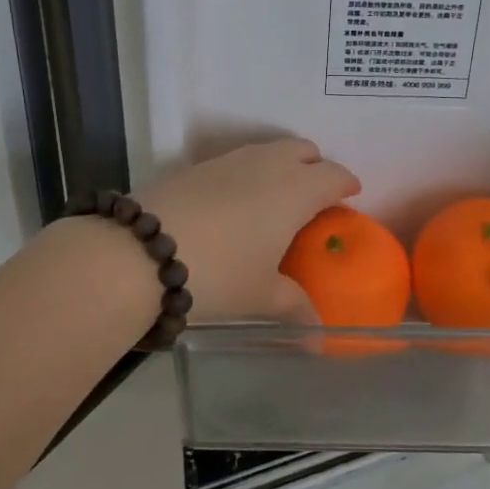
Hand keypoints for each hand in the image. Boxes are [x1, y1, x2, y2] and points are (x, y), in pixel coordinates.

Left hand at [139, 138, 360, 322]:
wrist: (139, 253)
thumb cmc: (219, 273)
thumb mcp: (261, 295)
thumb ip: (294, 307)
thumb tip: (318, 339)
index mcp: (295, 190)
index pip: (334, 174)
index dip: (346, 183)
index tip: (350, 195)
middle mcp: (266, 164)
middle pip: (302, 149)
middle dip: (314, 166)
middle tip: (315, 195)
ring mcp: (228, 161)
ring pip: (266, 151)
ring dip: (279, 166)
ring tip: (274, 200)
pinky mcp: (195, 166)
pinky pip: (235, 162)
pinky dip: (246, 174)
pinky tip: (233, 204)